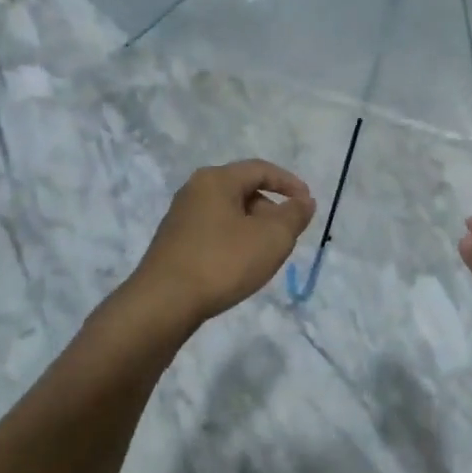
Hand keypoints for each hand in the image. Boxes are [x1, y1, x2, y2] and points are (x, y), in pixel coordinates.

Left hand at [131, 161, 316, 325]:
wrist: (163, 303)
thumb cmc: (223, 262)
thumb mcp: (272, 238)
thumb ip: (294, 215)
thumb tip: (304, 201)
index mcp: (216, 179)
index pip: (260, 169)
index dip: (289, 183)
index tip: (308, 203)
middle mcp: (194, 190)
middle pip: (243, 190)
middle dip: (271, 209)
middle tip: (288, 236)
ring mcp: (181, 217)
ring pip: (229, 213)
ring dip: (253, 228)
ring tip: (266, 255)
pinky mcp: (174, 243)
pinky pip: (214, 232)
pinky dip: (234, 241)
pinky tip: (239, 266)